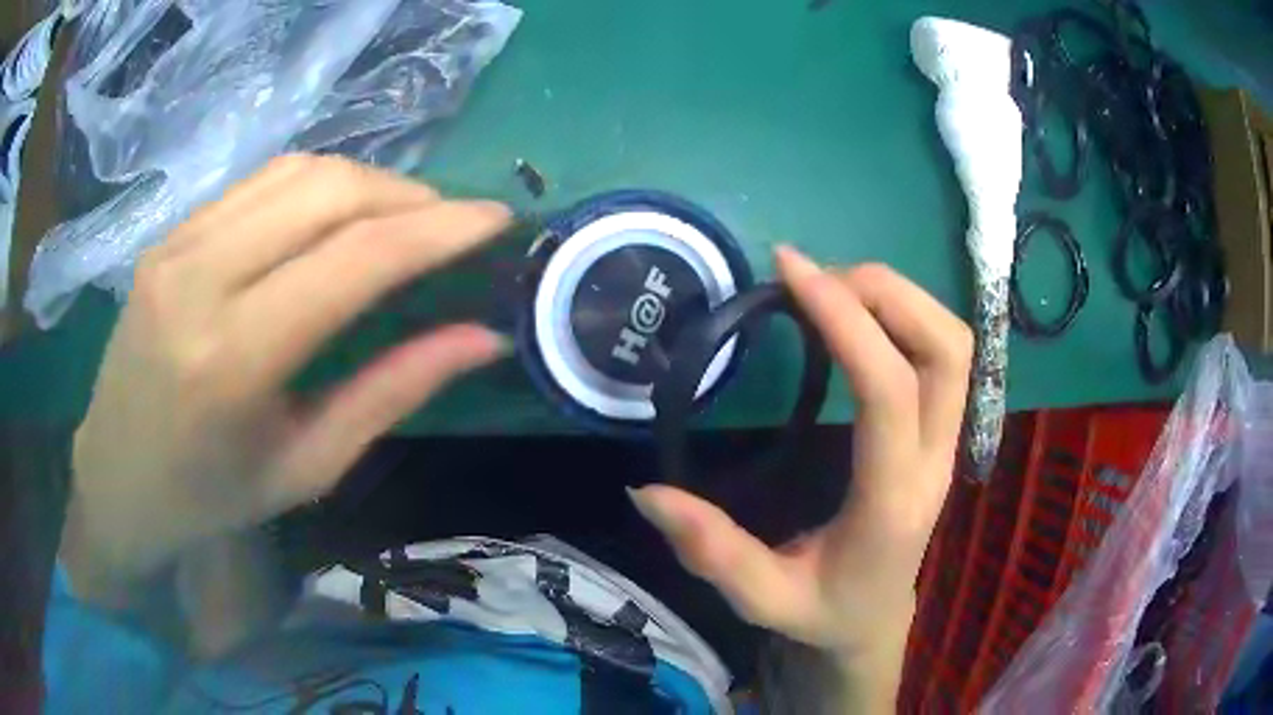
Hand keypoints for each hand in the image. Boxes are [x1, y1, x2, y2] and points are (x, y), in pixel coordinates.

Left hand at [62, 155, 511, 603]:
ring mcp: (177, 243)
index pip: (355, 258)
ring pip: (296, 169)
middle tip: (452, 224)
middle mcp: (200, 278)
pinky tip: (336, 216)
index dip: (439, 229)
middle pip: (327, 190)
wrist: (115, 477)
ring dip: (366, 181)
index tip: (498, 220)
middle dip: (409, 195)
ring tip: (402, 216)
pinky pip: (260, 181)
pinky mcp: (170, 232)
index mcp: (233, 357)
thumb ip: (392, 392)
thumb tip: (482, 337)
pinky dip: (317, 185)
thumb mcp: (307, 466)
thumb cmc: (209, 497)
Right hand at [629, 247, 971, 709]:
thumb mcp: (762, 600)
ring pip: (954, 344)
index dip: (845, 319)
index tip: (789, 270)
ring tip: (834, 289)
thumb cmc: (823, 612)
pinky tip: (858, 317)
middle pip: (946, 350)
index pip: (889, 392)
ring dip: (900, 298)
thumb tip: (646, 492)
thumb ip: (712, 553)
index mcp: (891, 502)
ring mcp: (946, 442)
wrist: (874, 621)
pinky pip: (944, 353)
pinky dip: (907, 315)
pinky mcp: (942, 431)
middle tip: (814, 279)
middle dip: (885, 294)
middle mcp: (933, 461)